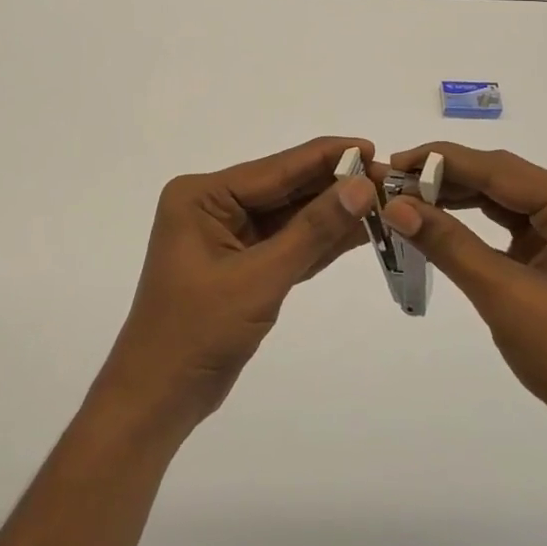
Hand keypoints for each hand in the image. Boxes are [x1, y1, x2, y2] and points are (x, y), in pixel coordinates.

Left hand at [96, 137, 380, 437]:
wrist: (159, 398)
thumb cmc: (198, 332)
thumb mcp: (259, 278)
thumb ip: (312, 230)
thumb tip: (362, 186)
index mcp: (202, 196)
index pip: (275, 169)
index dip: (325, 157)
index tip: (372, 147)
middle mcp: (213, 206)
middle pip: (284, 189)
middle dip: (334, 186)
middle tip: (387, 179)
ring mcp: (227, 236)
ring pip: (290, 217)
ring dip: (332, 213)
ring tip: (384, 202)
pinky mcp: (242, 265)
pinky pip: (287, 244)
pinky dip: (319, 241)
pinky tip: (359, 231)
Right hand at [381, 144, 546, 478]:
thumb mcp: (505, 297)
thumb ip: (449, 244)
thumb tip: (394, 206)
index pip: (499, 168)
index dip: (442, 161)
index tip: (392, 162)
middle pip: (500, 177)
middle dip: (444, 179)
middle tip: (390, 184)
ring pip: (501, 198)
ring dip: (455, 198)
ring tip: (405, 199)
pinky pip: (508, 223)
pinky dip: (472, 223)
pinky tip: (438, 221)